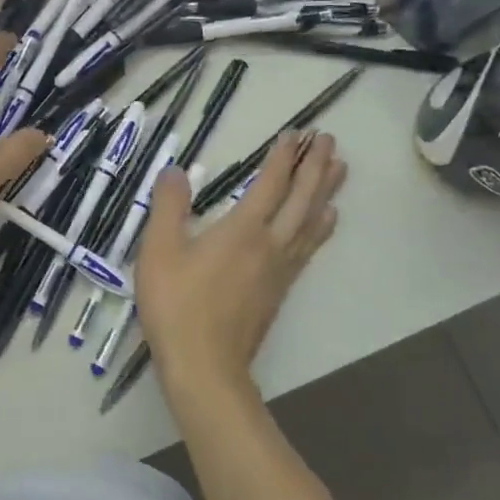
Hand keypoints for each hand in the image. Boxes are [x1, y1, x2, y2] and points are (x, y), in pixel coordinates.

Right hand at [136, 131, 345, 396]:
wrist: (204, 365)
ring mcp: (280, 269)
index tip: (296, 134)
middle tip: (330, 141)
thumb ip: (168, 206)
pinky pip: (309, 247)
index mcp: (243, 229)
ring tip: (341, 171)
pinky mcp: (280, 290)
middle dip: (316, 167)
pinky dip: (321, 227)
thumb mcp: (159, 250)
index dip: (284, 157)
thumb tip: (176, 170)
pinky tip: (325, 222)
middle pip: (302, 199)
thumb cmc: (176, 305)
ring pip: (312, 222)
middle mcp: (271, 244)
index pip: (270, 183)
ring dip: (326, 193)